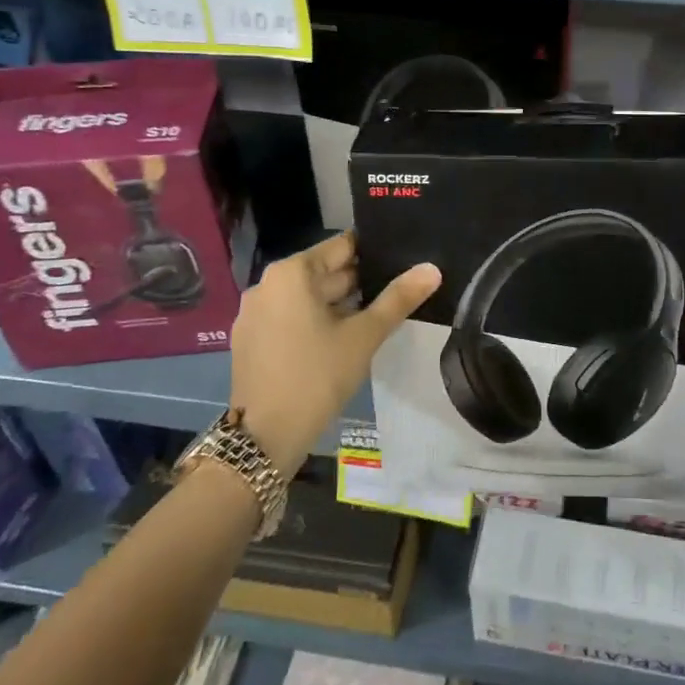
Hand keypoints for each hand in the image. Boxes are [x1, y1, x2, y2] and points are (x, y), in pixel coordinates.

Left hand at [229, 232, 440, 473]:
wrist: (265, 438)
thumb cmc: (317, 376)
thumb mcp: (364, 336)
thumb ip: (398, 299)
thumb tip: (432, 269)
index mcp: (291, 273)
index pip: (341, 246)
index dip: (374, 251)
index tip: (402, 259)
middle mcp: (267, 285)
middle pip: (324, 271)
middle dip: (359, 281)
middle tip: (399, 289)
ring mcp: (255, 314)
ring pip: (308, 297)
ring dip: (340, 304)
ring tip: (378, 314)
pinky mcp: (251, 340)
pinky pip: (291, 318)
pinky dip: (316, 321)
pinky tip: (344, 338)